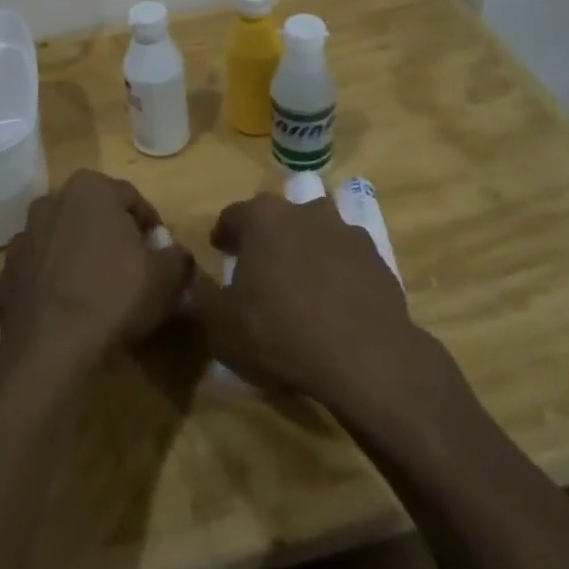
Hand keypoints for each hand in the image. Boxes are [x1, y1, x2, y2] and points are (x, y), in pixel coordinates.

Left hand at [0, 170, 191, 374]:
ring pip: (63, 242)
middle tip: (133, 271)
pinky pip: (39, 274)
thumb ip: (178, 257)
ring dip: (80, 258)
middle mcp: (50, 203)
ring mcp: (22, 239)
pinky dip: (54, 285)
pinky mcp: (4, 276)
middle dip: (112, 237)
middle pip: (93, 216)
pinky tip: (70, 311)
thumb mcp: (166, 276)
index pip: (131, 199)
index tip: (161, 254)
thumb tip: (177, 255)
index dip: (151, 226)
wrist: (50, 350)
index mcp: (89, 189)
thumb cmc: (114, 296)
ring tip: (100, 294)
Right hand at [194, 191, 428, 414]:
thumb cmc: (280, 332)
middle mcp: (305, 211)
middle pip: (279, 219)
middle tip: (260, 269)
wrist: (365, 357)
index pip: (234, 215)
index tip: (220, 252)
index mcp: (263, 217)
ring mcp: (346, 231)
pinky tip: (334, 304)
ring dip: (306, 252)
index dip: (224, 235)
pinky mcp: (377, 257)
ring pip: (316, 234)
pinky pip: (346, 259)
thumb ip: (201, 298)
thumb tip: (191, 283)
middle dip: (268, 239)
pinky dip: (337, 273)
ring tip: (301, 287)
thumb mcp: (220, 325)